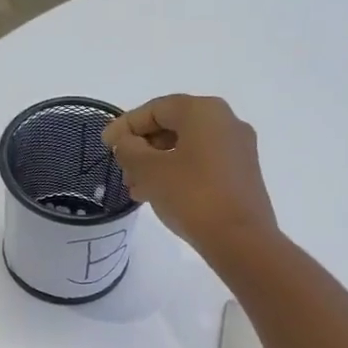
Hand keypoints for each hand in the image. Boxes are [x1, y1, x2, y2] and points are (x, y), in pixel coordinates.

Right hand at [102, 95, 277, 254]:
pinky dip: (177, 174)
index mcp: (204, 111)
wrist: (240, 240)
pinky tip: (158, 195)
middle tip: (121, 169)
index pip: (156, 108)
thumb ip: (129, 149)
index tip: (105, 144)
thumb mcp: (149, 171)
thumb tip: (127, 142)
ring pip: (187, 148)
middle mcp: (226, 122)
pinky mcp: (242, 174)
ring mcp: (237, 149)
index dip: (126, 124)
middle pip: (173, 126)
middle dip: (142, 147)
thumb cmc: (192, 196)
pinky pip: (202, 164)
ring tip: (135, 188)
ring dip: (157, 164)